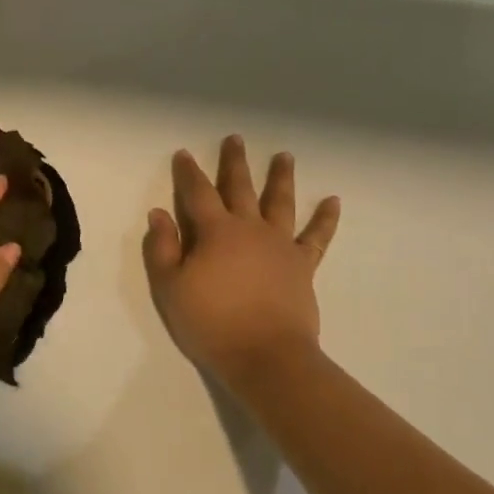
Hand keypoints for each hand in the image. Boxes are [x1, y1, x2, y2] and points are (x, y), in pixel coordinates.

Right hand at [143, 135, 340, 383]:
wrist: (264, 355)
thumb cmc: (210, 322)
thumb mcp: (170, 288)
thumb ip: (163, 248)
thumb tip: (159, 213)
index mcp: (215, 232)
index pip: (197, 193)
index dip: (188, 173)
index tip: (184, 154)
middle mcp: (250, 229)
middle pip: (240, 188)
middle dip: (234, 163)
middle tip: (235, 139)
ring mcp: (280, 245)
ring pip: (280, 202)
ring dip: (280, 177)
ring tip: (284, 156)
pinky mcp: (302, 265)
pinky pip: (317, 237)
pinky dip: (325, 218)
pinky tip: (333, 201)